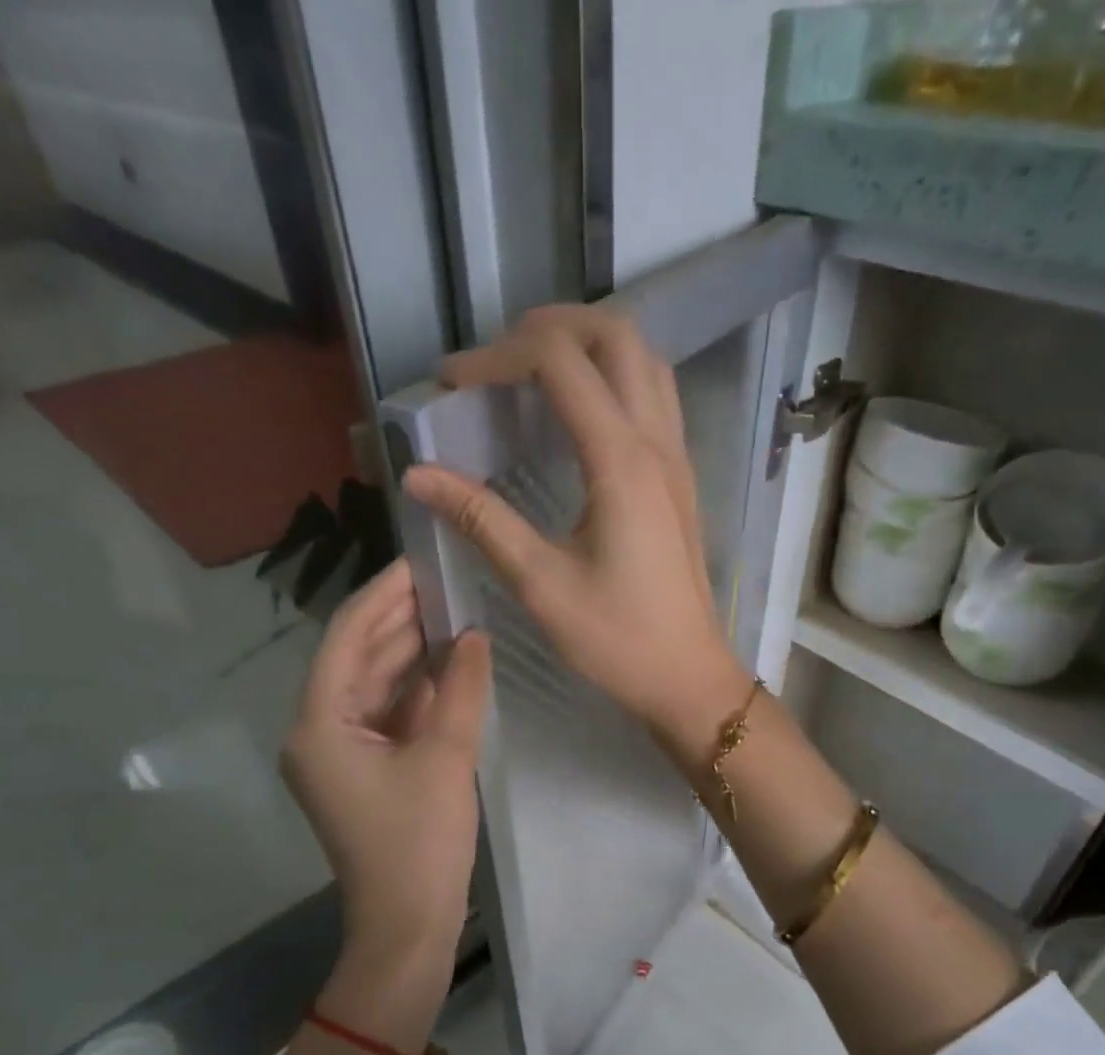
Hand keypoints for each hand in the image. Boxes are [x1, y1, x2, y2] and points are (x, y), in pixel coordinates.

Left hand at [280, 559, 489, 970]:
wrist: (406, 925)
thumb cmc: (419, 843)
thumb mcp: (445, 758)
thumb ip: (460, 689)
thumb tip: (474, 636)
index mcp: (319, 724)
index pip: (348, 638)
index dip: (383, 596)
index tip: (419, 561)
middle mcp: (318, 732)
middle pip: (358, 659)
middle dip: (399, 620)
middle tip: (445, 580)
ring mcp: (340, 754)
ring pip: (374, 687)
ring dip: (410, 654)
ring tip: (452, 612)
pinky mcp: (365, 771)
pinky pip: (387, 716)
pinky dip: (415, 691)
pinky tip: (448, 665)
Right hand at [402, 305, 751, 757]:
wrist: (687, 677)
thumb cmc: (616, 639)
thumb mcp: (540, 583)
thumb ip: (481, 520)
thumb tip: (418, 475)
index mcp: (621, 462)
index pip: (559, 363)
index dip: (497, 356)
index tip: (451, 383)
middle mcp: (657, 442)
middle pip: (615, 335)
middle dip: (550, 327)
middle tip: (496, 358)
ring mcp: (677, 457)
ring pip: (644, 359)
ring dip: (589, 345)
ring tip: (533, 370)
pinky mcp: (680, 478)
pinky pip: (655, 396)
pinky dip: (614, 377)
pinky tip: (578, 413)